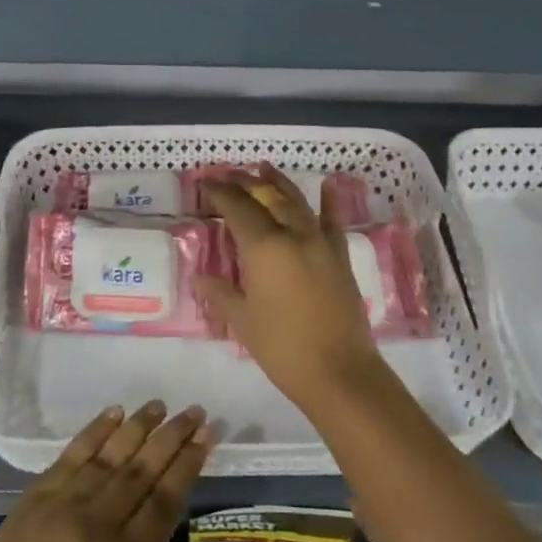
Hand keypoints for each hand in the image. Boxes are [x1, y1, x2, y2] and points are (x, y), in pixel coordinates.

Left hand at [0, 402, 215, 541]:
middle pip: (142, 469)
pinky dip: (94, 431)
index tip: (208, 435)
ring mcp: (61, 507)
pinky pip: (71, 455)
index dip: (189, 464)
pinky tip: (113, 413)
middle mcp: (96, 524)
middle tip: (195, 411)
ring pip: (109, 455)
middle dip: (172, 436)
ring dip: (137, 426)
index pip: (166, 500)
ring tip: (160, 404)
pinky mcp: (33, 500)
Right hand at [197, 164, 381, 406]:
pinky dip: (329, 201)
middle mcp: (293, 234)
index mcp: (264, 247)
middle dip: (245, 182)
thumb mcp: (242, 321)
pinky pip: (332, 221)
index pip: (237, 208)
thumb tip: (201, 277)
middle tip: (228, 173)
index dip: (219, 192)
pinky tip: (327, 186)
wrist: (340, 373)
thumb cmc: (283, 348)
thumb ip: (221, 293)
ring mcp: (321, 243)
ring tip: (263, 168)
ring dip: (278, 183)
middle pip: (267, 197)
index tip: (204, 181)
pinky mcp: (340, 257)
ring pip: (297, 201)